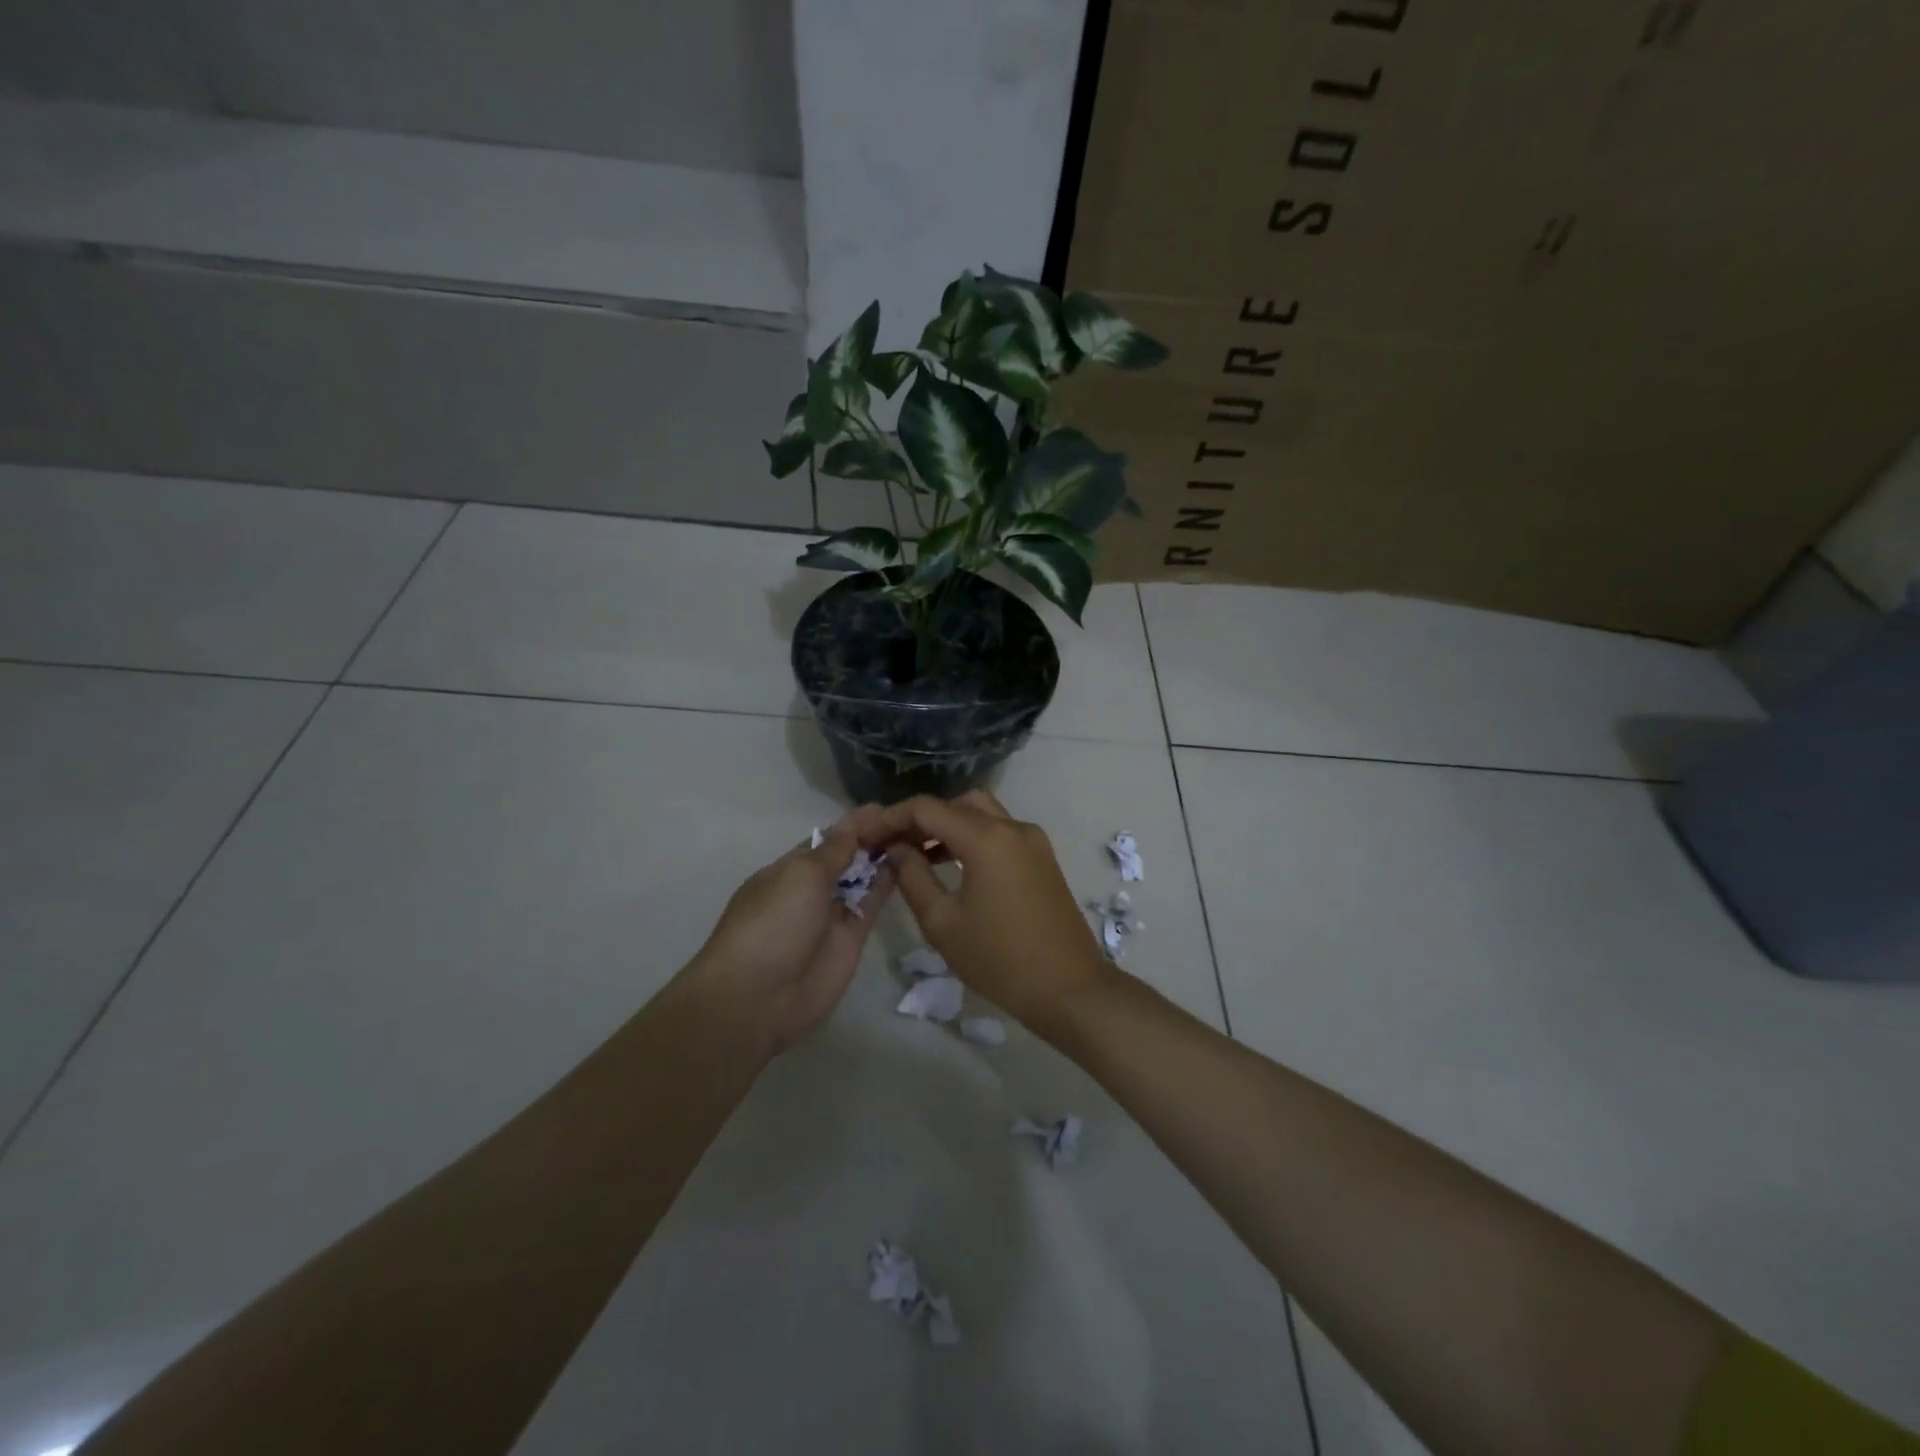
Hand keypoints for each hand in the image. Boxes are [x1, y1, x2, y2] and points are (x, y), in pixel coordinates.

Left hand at [686, 807, 894, 1053]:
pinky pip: (872, 904)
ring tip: (919, 839)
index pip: (828, 838)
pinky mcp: (852, 938)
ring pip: (863, 879)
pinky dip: (888, 885)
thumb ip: (835, 850)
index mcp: (789, 868)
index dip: (856, 824)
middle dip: (874, 840)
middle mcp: (811, 888)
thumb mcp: (800, 876)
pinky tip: (910, 865)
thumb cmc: (772, 924)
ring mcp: (832, 914)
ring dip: (885, 859)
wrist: (758, 998)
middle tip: (913, 822)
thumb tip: (855, 822)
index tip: (888, 809)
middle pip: (848, 857)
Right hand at [881, 789, 1112, 1035]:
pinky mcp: (1042, 858)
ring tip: (916, 855)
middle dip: (921, 818)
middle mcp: (1012, 827)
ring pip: (981, 814)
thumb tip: (896, 849)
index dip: (892, 818)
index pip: (928, 808)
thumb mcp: (943, 923)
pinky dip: (972, 838)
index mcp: (987, 838)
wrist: (1069, 988)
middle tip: (894, 845)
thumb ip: (913, 877)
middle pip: (957, 803)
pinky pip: (1000, 832)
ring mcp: (1032, 840)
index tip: (868, 837)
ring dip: (948, 826)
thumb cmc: (1000, 960)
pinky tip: (951, 865)